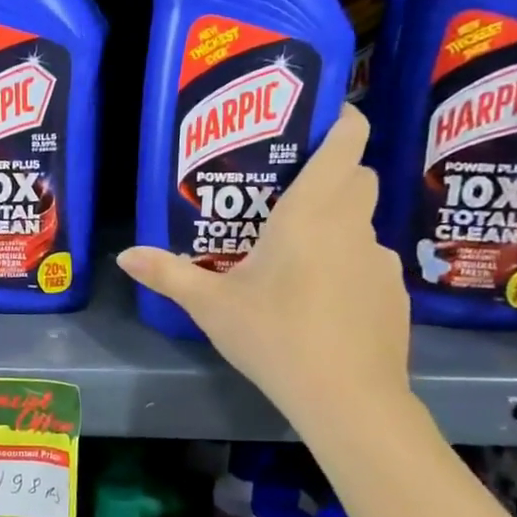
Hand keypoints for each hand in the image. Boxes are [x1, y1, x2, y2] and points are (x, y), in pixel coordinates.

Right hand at [117, 104, 409, 428]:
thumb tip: (123, 255)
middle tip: (287, 193)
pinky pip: (369, 262)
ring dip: (337, 225)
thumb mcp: (211, 305)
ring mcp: (380, 260)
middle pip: (358, 176)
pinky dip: (348, 265)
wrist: (347, 398)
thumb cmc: (274, 336)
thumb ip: (168, 274)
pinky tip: (322, 301)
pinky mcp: (394, 293)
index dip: (341, 119)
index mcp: (311, 212)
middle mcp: (353, 225)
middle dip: (332, 173)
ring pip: (362, 223)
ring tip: (297, 257)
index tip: (319, 118)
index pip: (347, 141)